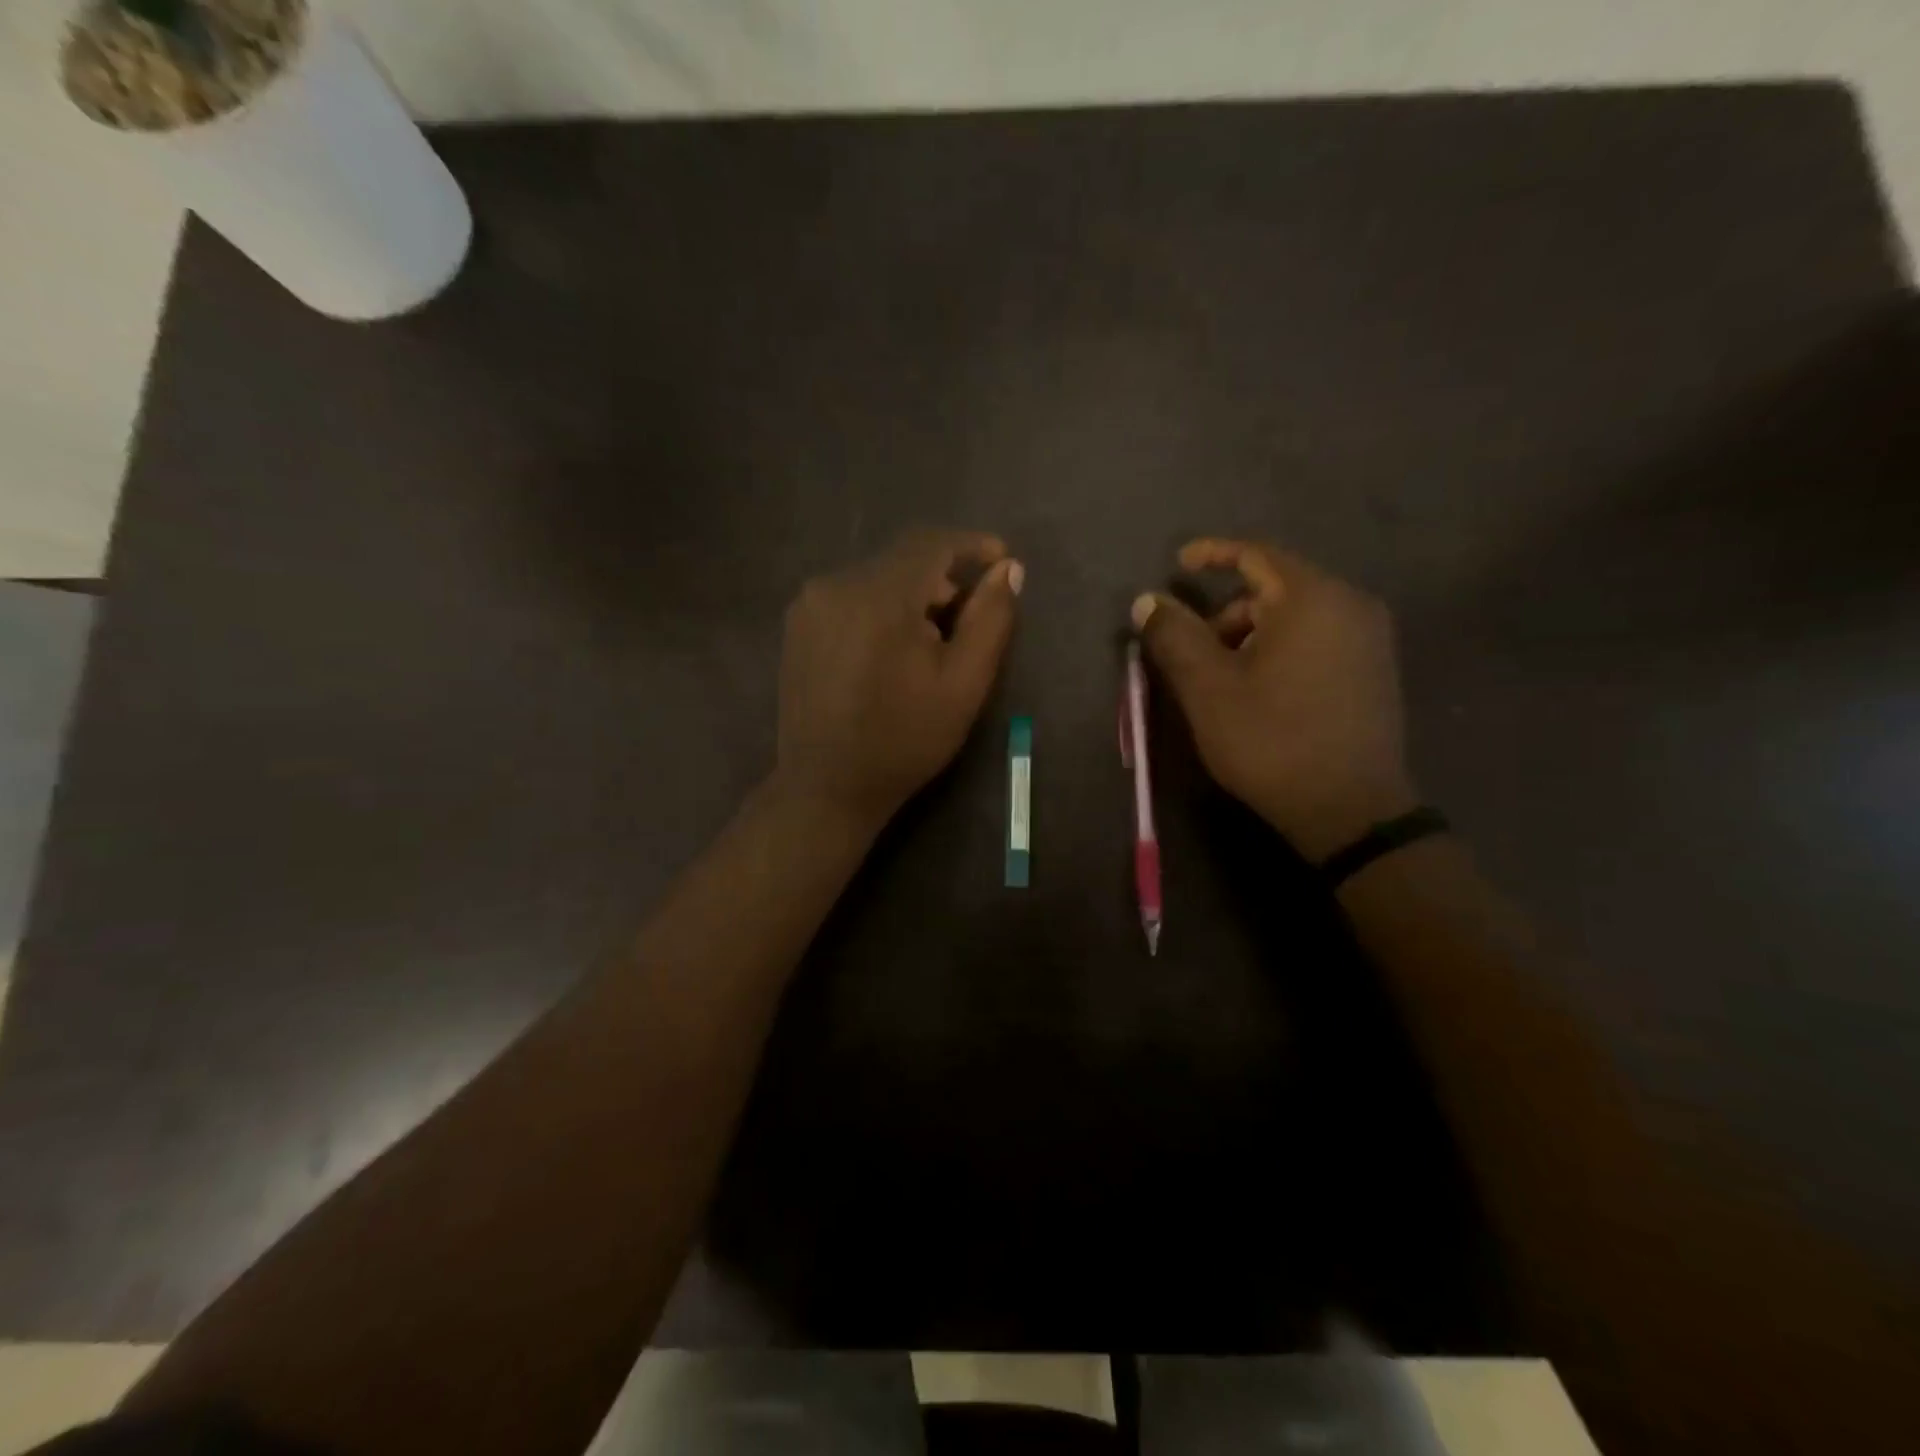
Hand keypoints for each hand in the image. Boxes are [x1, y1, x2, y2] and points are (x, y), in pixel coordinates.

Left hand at [776, 531, 1022, 830]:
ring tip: (930, 643)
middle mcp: (835, 585)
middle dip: (942, 580)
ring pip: (876, 579)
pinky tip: (891, 651)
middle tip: (967, 622)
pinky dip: (881, 609)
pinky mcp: (797, 625)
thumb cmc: (905, 740)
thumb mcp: (964, 684)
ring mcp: (809, 605)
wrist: (827, 787)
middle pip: (903, 561)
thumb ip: (990, 619)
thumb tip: (1007, 569)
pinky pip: (850, 597)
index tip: (1001, 559)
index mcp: (878, 597)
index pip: (931, 544)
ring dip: (911, 597)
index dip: (971, 544)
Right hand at [1133, 538, 1416, 859]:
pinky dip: (1280, 649)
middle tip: (1193, 654)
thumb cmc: (1271, 740)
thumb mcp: (1207, 687)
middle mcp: (1350, 605)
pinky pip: (1317, 639)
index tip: (1178, 564)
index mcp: (1311, 598)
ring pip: (1295, 617)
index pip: (1255, 555)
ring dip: (1251, 636)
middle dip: (1226, 614)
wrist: (1350, 810)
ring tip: (1223, 682)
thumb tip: (1146, 599)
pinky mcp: (1374, 670)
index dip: (1212, 554)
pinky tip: (1261, 691)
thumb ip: (1174, 636)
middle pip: (1274, 589)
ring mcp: (1369, 639)